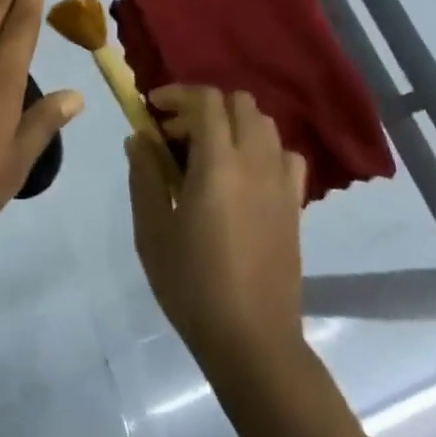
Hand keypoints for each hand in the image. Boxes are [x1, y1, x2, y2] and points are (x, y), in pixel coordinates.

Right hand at [127, 86, 308, 366]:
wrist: (253, 342)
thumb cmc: (194, 285)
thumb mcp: (153, 231)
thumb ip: (145, 176)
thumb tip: (140, 137)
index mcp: (218, 162)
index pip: (206, 100)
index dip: (178, 94)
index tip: (154, 108)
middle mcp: (255, 160)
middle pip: (238, 103)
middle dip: (205, 105)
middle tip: (178, 133)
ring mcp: (281, 182)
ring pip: (263, 124)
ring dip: (234, 123)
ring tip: (209, 151)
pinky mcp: (295, 205)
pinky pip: (285, 155)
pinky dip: (263, 149)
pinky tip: (245, 174)